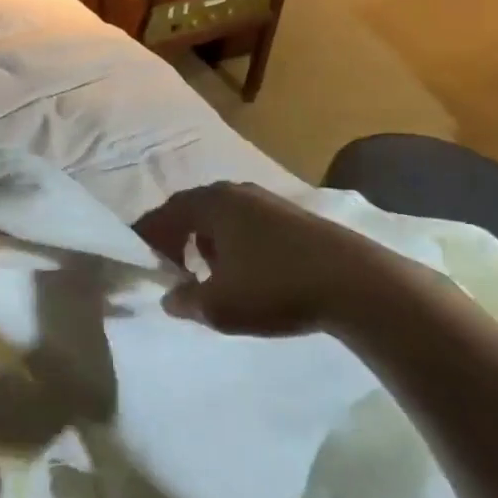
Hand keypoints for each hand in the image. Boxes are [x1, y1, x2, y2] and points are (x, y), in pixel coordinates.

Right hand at [133, 181, 428, 334]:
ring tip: (205, 272)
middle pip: (190, 210)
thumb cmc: (276, 288)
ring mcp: (266, 200)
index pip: (162, 215)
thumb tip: (170, 297)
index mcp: (209, 203)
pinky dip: (232, 242)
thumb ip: (185, 301)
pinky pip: (245, 223)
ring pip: (220, 216)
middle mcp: (234, 192)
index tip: (140, 263)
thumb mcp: (219, 306)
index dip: (146, 239)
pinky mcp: (292, 215)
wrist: (357, 283)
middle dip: (174, 238)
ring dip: (204, 241)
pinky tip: (244, 271)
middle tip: (169, 267)